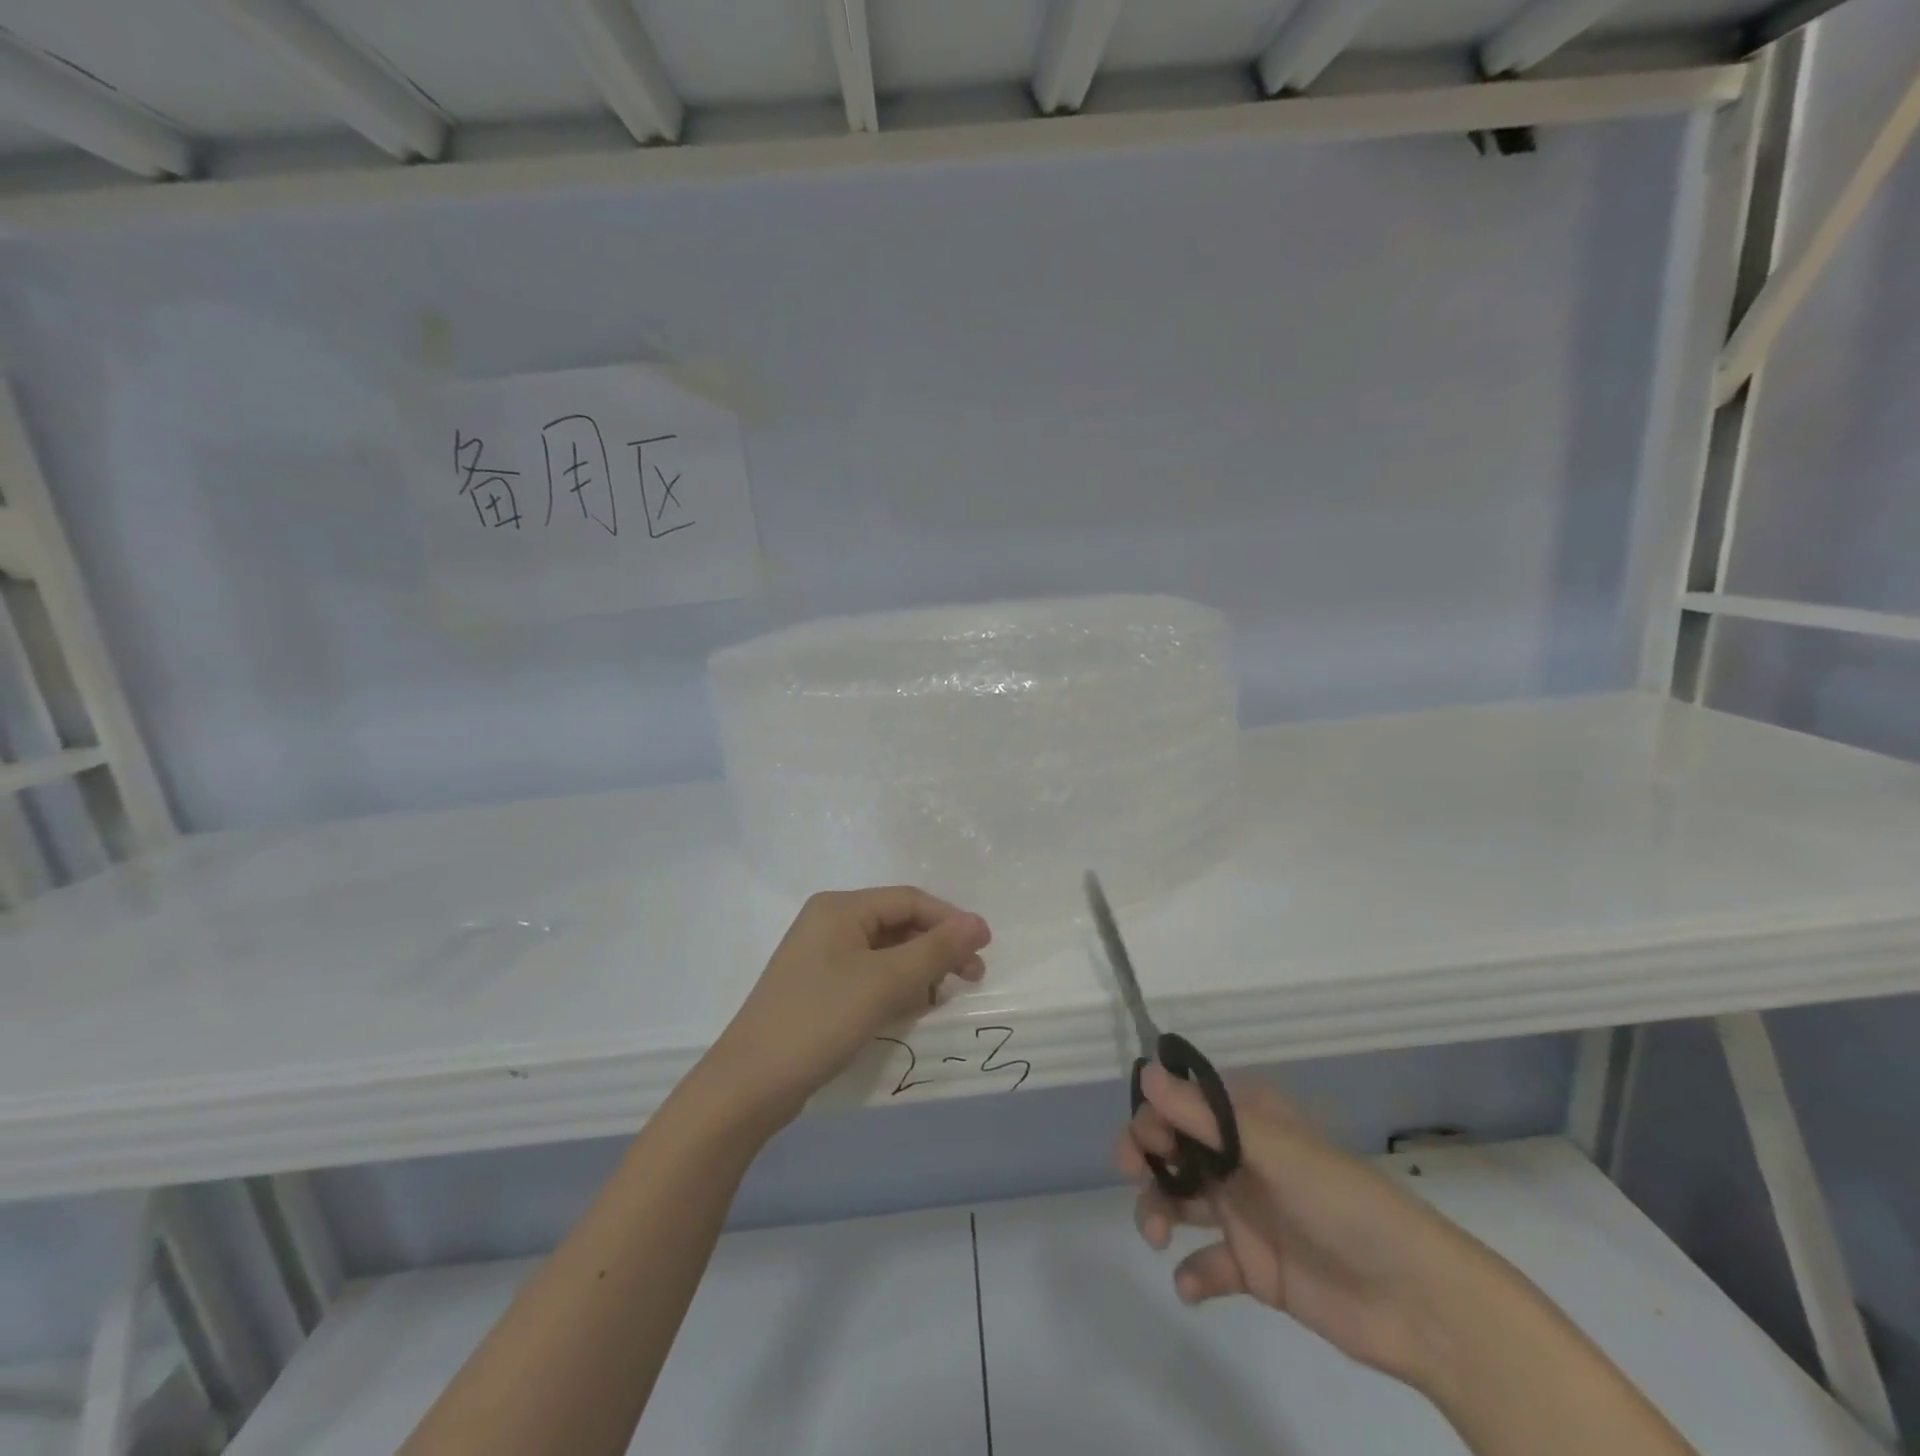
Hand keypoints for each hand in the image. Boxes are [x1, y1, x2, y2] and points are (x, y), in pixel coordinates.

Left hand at [705, 887, 990, 1129]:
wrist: (749, 1086)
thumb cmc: (819, 1020)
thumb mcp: (884, 982)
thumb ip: (934, 949)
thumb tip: (978, 923)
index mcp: (840, 908)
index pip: (909, 900)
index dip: (950, 920)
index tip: (983, 949)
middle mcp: (829, 923)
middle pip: (897, 924)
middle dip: (936, 947)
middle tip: (971, 977)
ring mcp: (821, 957)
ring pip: (885, 952)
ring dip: (918, 970)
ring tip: (942, 997)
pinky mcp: (819, 989)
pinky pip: (869, 976)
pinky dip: (895, 987)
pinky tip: (911, 1009)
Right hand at [1119, 1063, 1524, 1390]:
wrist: (1415, 1300)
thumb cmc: (1342, 1202)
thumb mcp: (1272, 1149)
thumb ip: (1205, 1116)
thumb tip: (1144, 1072)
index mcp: (1249, 1120)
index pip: (1184, 1103)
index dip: (1155, 1114)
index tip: (1142, 1139)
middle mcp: (1240, 1159)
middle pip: (1174, 1149)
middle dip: (1147, 1159)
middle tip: (1133, 1176)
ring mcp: (1246, 1212)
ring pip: (1181, 1200)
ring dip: (1158, 1212)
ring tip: (1158, 1237)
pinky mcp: (1255, 1267)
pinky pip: (1208, 1264)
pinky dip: (1193, 1273)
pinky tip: (1193, 1285)